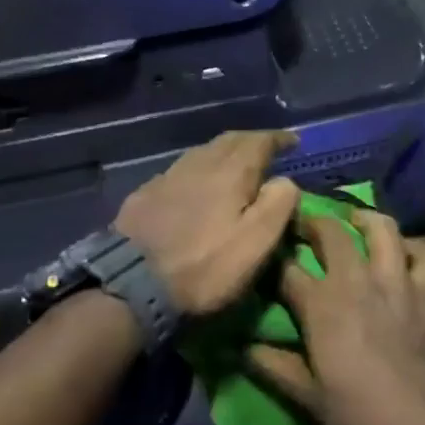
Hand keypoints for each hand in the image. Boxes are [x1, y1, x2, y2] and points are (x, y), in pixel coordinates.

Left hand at [115, 130, 301, 315]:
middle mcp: (198, 163)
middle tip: (268, 150)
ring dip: (224, 153)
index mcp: (230, 171)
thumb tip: (285, 181)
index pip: (259, 141)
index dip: (279, 139)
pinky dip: (199, 171)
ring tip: (236, 167)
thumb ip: (278, 204)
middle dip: (252, 141)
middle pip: (229, 141)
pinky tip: (197, 187)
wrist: (130, 285)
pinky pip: (181, 171)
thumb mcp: (256, 243)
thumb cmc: (204, 267)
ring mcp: (167, 177)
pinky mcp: (144, 195)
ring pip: (202, 153)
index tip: (293, 142)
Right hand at [249, 208, 424, 424]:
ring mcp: (397, 281)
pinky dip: (412, 246)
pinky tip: (403, 250)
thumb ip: (274, 367)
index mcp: (322, 305)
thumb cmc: (363, 415)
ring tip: (354, 222)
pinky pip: (424, 253)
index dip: (273, 260)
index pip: (287, 269)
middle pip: (331, 232)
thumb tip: (241, 348)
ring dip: (364, 219)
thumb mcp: (309, 398)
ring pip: (381, 228)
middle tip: (304, 226)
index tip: (266, 258)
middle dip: (312, 222)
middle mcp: (357, 280)